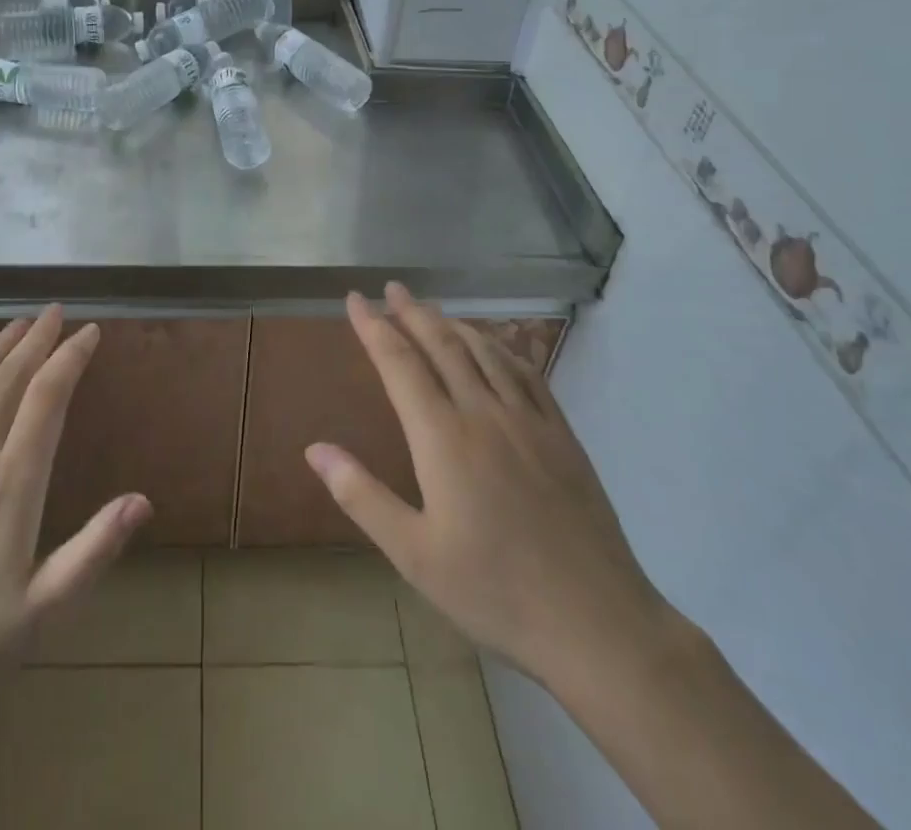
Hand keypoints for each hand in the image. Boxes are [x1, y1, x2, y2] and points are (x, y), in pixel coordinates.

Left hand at [0, 306, 152, 715]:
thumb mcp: (41, 609)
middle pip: (10, 378)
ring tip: (19, 324)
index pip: (49, 398)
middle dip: (38, 339)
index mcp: (13, 484)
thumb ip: (94, 550)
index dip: (71, 357)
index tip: (90, 332)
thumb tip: (143, 500)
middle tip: (56, 312)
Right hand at [306, 283, 678, 698]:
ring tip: (432, 310)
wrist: (596, 622)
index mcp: (442, 437)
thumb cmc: (494, 591)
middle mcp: (483, 413)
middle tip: (392, 288)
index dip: (373, 327)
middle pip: (442, 344)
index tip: (355, 299)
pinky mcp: (562, 435)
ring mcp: (529, 420)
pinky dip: (501, 348)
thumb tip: (314, 449)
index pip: (399, 363)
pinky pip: (526, 373)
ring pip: (484, 352)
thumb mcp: (413, 554)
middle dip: (412, 312)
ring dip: (453, 323)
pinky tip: (494, 347)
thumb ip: (361, 495)